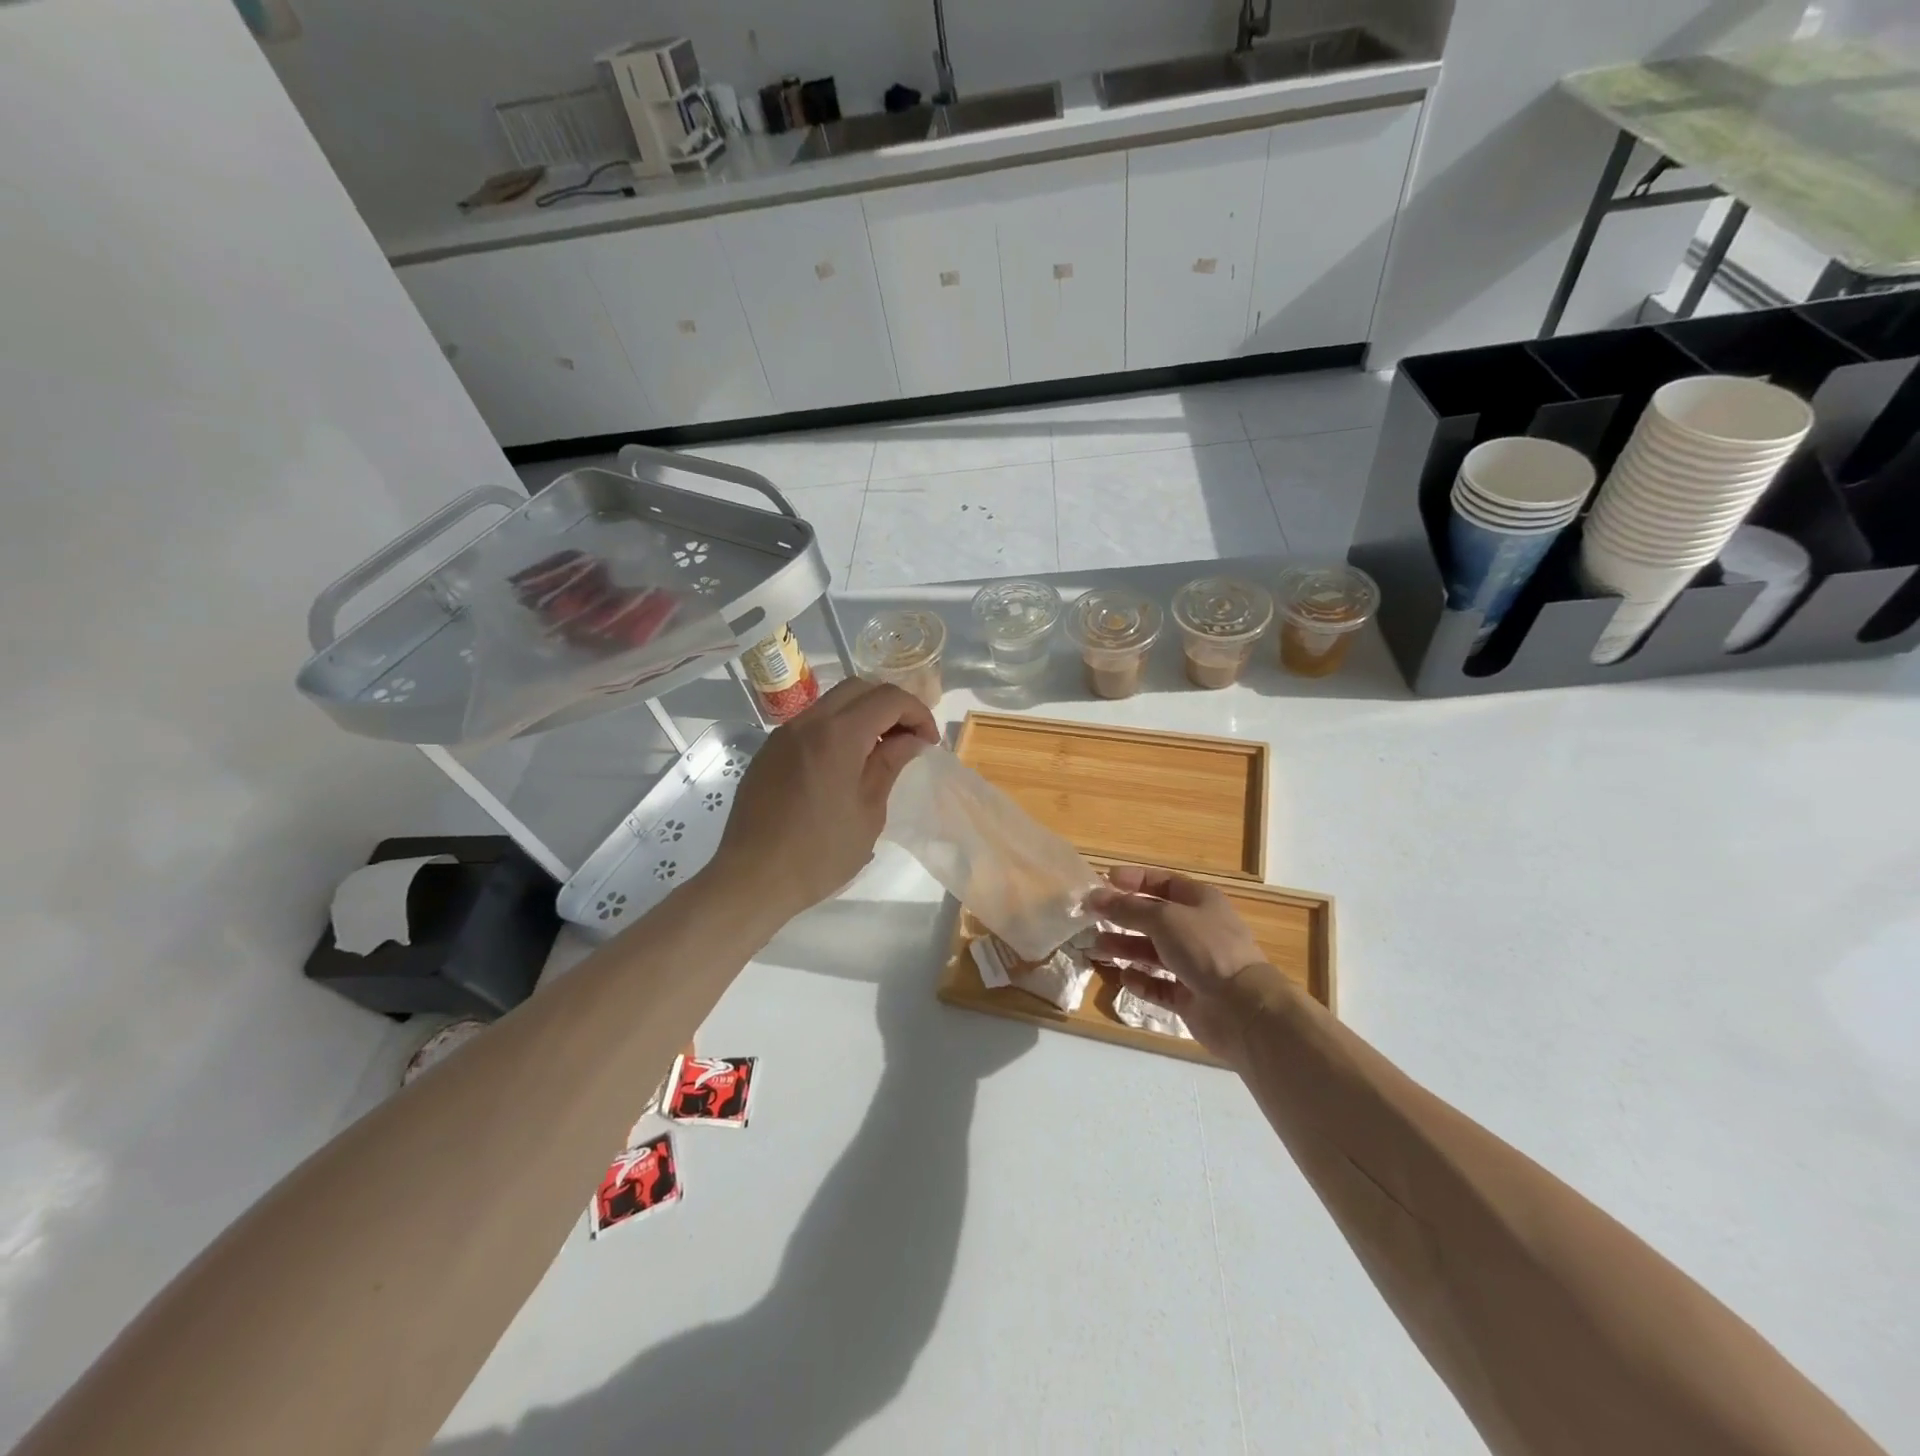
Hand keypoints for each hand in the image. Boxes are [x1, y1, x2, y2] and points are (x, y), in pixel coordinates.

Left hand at [711, 678, 938, 921]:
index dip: (917, 713)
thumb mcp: (869, 812)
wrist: (752, 878)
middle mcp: (808, 722)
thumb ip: (889, 764)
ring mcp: (783, 735)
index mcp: (838, 735)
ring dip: (862, 715)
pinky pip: (810, 724)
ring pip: (832, 702)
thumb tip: (910, 740)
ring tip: (879, 751)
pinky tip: (844, 764)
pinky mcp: (769, 751)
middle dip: (891, 705)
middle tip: (908, 739)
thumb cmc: (820, 853)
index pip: (888, 698)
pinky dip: (836, 729)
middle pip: (859, 688)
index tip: (929, 742)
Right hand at [1086, 867, 1278, 1064]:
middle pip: (1154, 918)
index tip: (1104, 880)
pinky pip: (1159, 985)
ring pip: (1153, 952)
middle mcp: (1198, 930)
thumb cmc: (1205, 949)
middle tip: (1090, 918)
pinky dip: (1141, 981)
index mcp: (1200, 902)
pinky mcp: (1190, 996)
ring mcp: (1195, 965)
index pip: (1163, 883)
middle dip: (1122, 917)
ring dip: (1125, 949)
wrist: (1243, 1009)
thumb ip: (1126, 908)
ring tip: (1096, 950)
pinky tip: (1125, 978)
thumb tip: (1094, 897)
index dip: (1135, 880)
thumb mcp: (1163, 919)